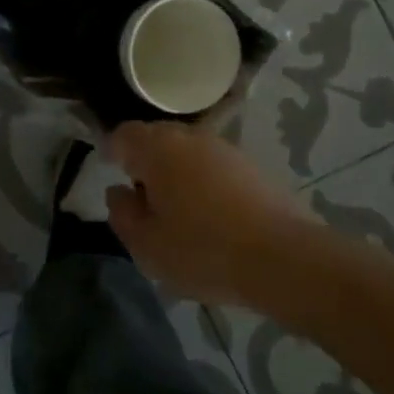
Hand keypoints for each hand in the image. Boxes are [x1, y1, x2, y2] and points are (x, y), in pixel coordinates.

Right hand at [106, 121, 303, 306]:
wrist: (282, 258)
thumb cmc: (202, 250)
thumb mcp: (146, 244)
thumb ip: (122, 214)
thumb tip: (119, 192)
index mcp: (157, 149)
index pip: (124, 135)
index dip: (113, 151)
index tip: (111, 172)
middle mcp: (190, 137)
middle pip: (157, 138)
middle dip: (145, 161)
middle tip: (142, 196)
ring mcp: (225, 149)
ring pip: (188, 152)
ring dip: (177, 172)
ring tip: (177, 209)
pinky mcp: (253, 167)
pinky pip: (214, 167)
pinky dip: (204, 182)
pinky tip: (210, 215)